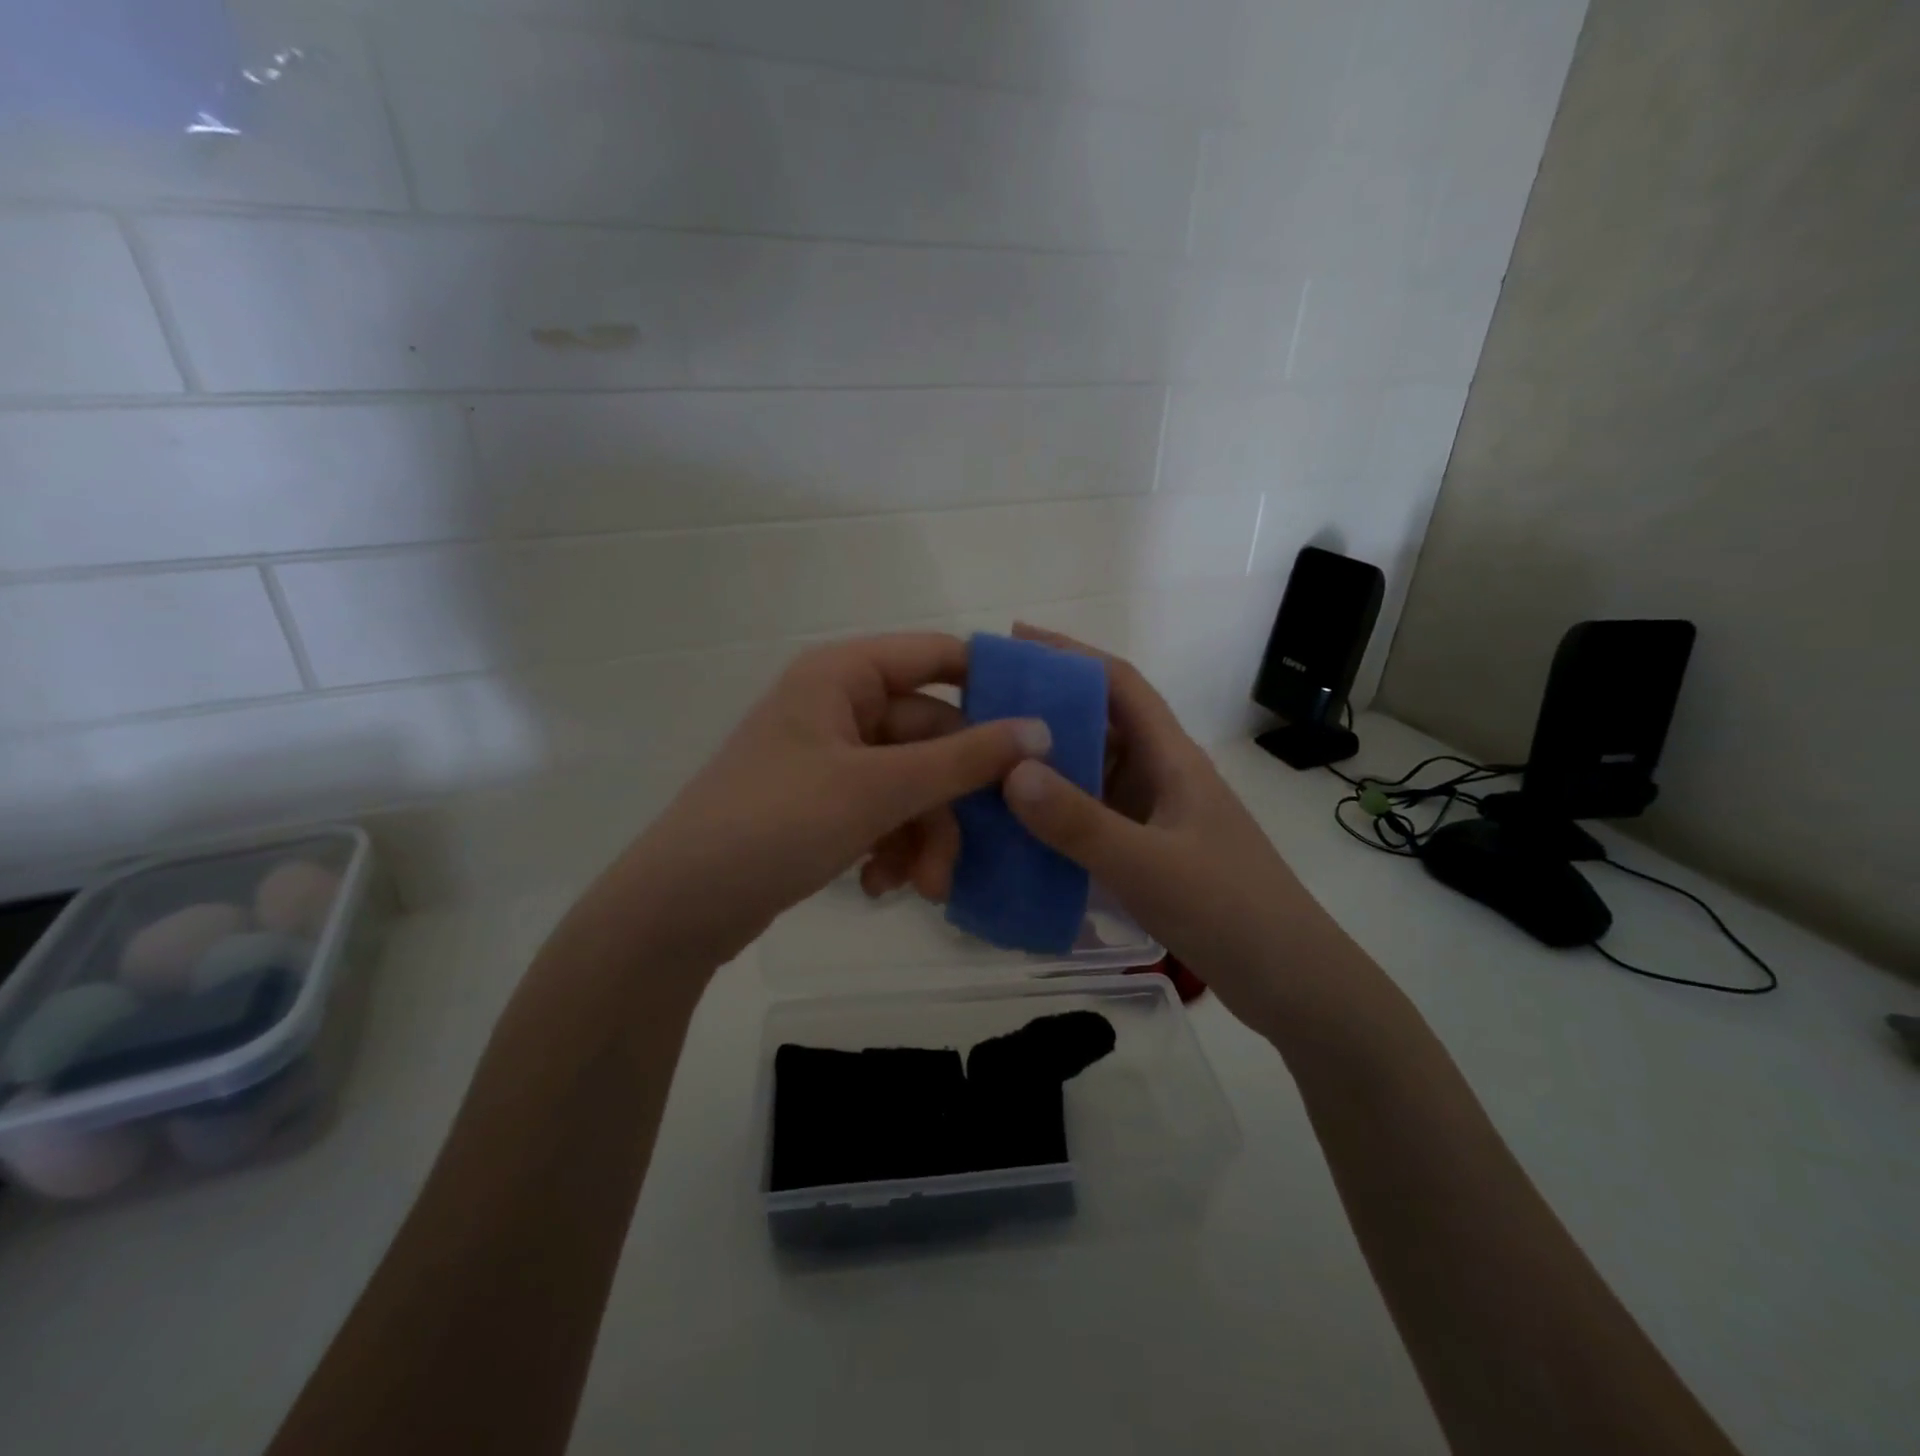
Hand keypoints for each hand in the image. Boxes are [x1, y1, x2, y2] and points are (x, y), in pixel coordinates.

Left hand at [622, 633, 1049, 967]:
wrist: (680, 908)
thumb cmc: (775, 824)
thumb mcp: (878, 789)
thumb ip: (963, 759)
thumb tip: (1040, 729)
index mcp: (844, 675)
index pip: (939, 657)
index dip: (992, 689)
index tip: (1040, 735)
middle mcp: (839, 706)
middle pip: (931, 737)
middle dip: (950, 803)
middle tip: (969, 855)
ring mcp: (831, 757)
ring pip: (912, 784)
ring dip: (925, 836)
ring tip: (922, 889)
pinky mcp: (824, 803)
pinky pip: (883, 812)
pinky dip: (892, 848)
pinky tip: (879, 888)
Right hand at [997, 624, 1329, 1031]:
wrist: (1293, 983)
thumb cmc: (1229, 910)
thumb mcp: (1147, 866)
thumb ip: (1078, 822)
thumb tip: (1009, 769)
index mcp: (1172, 759)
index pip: (1120, 685)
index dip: (1071, 654)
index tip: (1015, 641)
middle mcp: (1162, 777)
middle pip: (1100, 727)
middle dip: (1045, 712)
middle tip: (980, 712)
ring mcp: (1156, 818)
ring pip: (1093, 776)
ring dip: (1047, 768)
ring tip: (986, 767)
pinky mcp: (1149, 853)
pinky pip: (1093, 820)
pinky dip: (1058, 817)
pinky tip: (1019, 832)